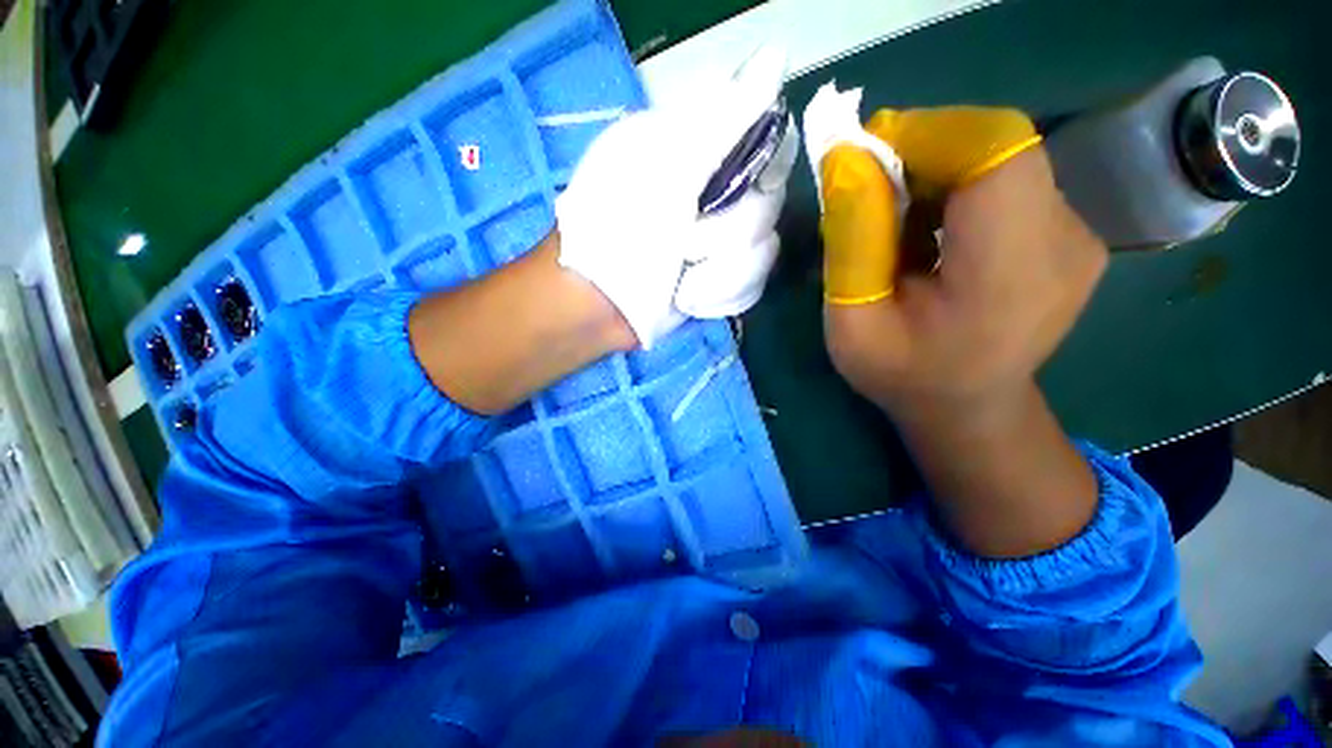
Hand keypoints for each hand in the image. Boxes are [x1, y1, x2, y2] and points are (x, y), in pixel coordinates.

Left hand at [555, 48, 796, 347]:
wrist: (600, 307)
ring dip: (719, 274)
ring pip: (764, 249)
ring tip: (680, 284)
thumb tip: (775, 57)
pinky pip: (752, 284)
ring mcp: (722, 239)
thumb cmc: (617, 233)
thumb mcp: (662, 167)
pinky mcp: (722, 279)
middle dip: (725, 235)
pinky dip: (719, 296)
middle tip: (683, 246)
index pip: (766, 134)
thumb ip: (720, 119)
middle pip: (770, 202)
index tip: (739, 189)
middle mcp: (717, 190)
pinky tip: (689, 300)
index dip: (766, 162)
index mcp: (699, 149)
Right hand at [817, 110, 1105, 413]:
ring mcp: (1078, 233)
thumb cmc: (902, 375)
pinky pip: (1010, 179)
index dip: (926, 134)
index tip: (866, 160)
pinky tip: (930, 230)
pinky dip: (959, 186)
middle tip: (870, 192)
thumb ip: (851, 244)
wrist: (968, 407)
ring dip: (937, 170)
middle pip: (998, 144)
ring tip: (897, 220)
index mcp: (1010, 273)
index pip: (993, 150)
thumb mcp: (852, 324)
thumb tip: (847, 158)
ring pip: (1001, 157)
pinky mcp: (1070, 231)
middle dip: (923, 150)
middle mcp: (1066, 240)